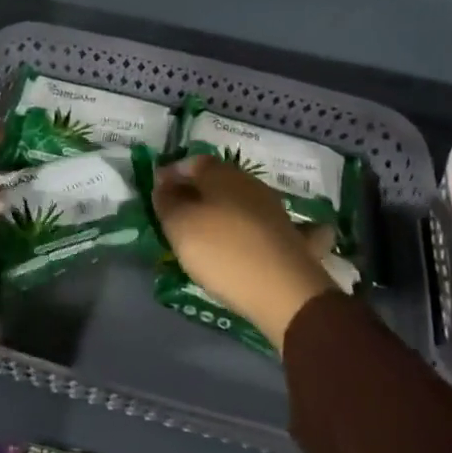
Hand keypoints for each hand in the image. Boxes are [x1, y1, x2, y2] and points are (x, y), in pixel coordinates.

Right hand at [151, 154, 336, 355]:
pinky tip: (263, 235)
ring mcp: (276, 210)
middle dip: (199, 190)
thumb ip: (167, 201)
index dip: (172, 173)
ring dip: (228, 208)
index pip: (192, 162)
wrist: (284, 290)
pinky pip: (274, 226)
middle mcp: (251, 184)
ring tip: (210, 227)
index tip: (157, 189)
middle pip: (219, 180)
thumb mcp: (179, 225)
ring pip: (245, 200)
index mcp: (221, 174)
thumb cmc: (222, 250)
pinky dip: (263, 228)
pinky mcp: (294, 238)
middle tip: (179, 210)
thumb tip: (165, 185)